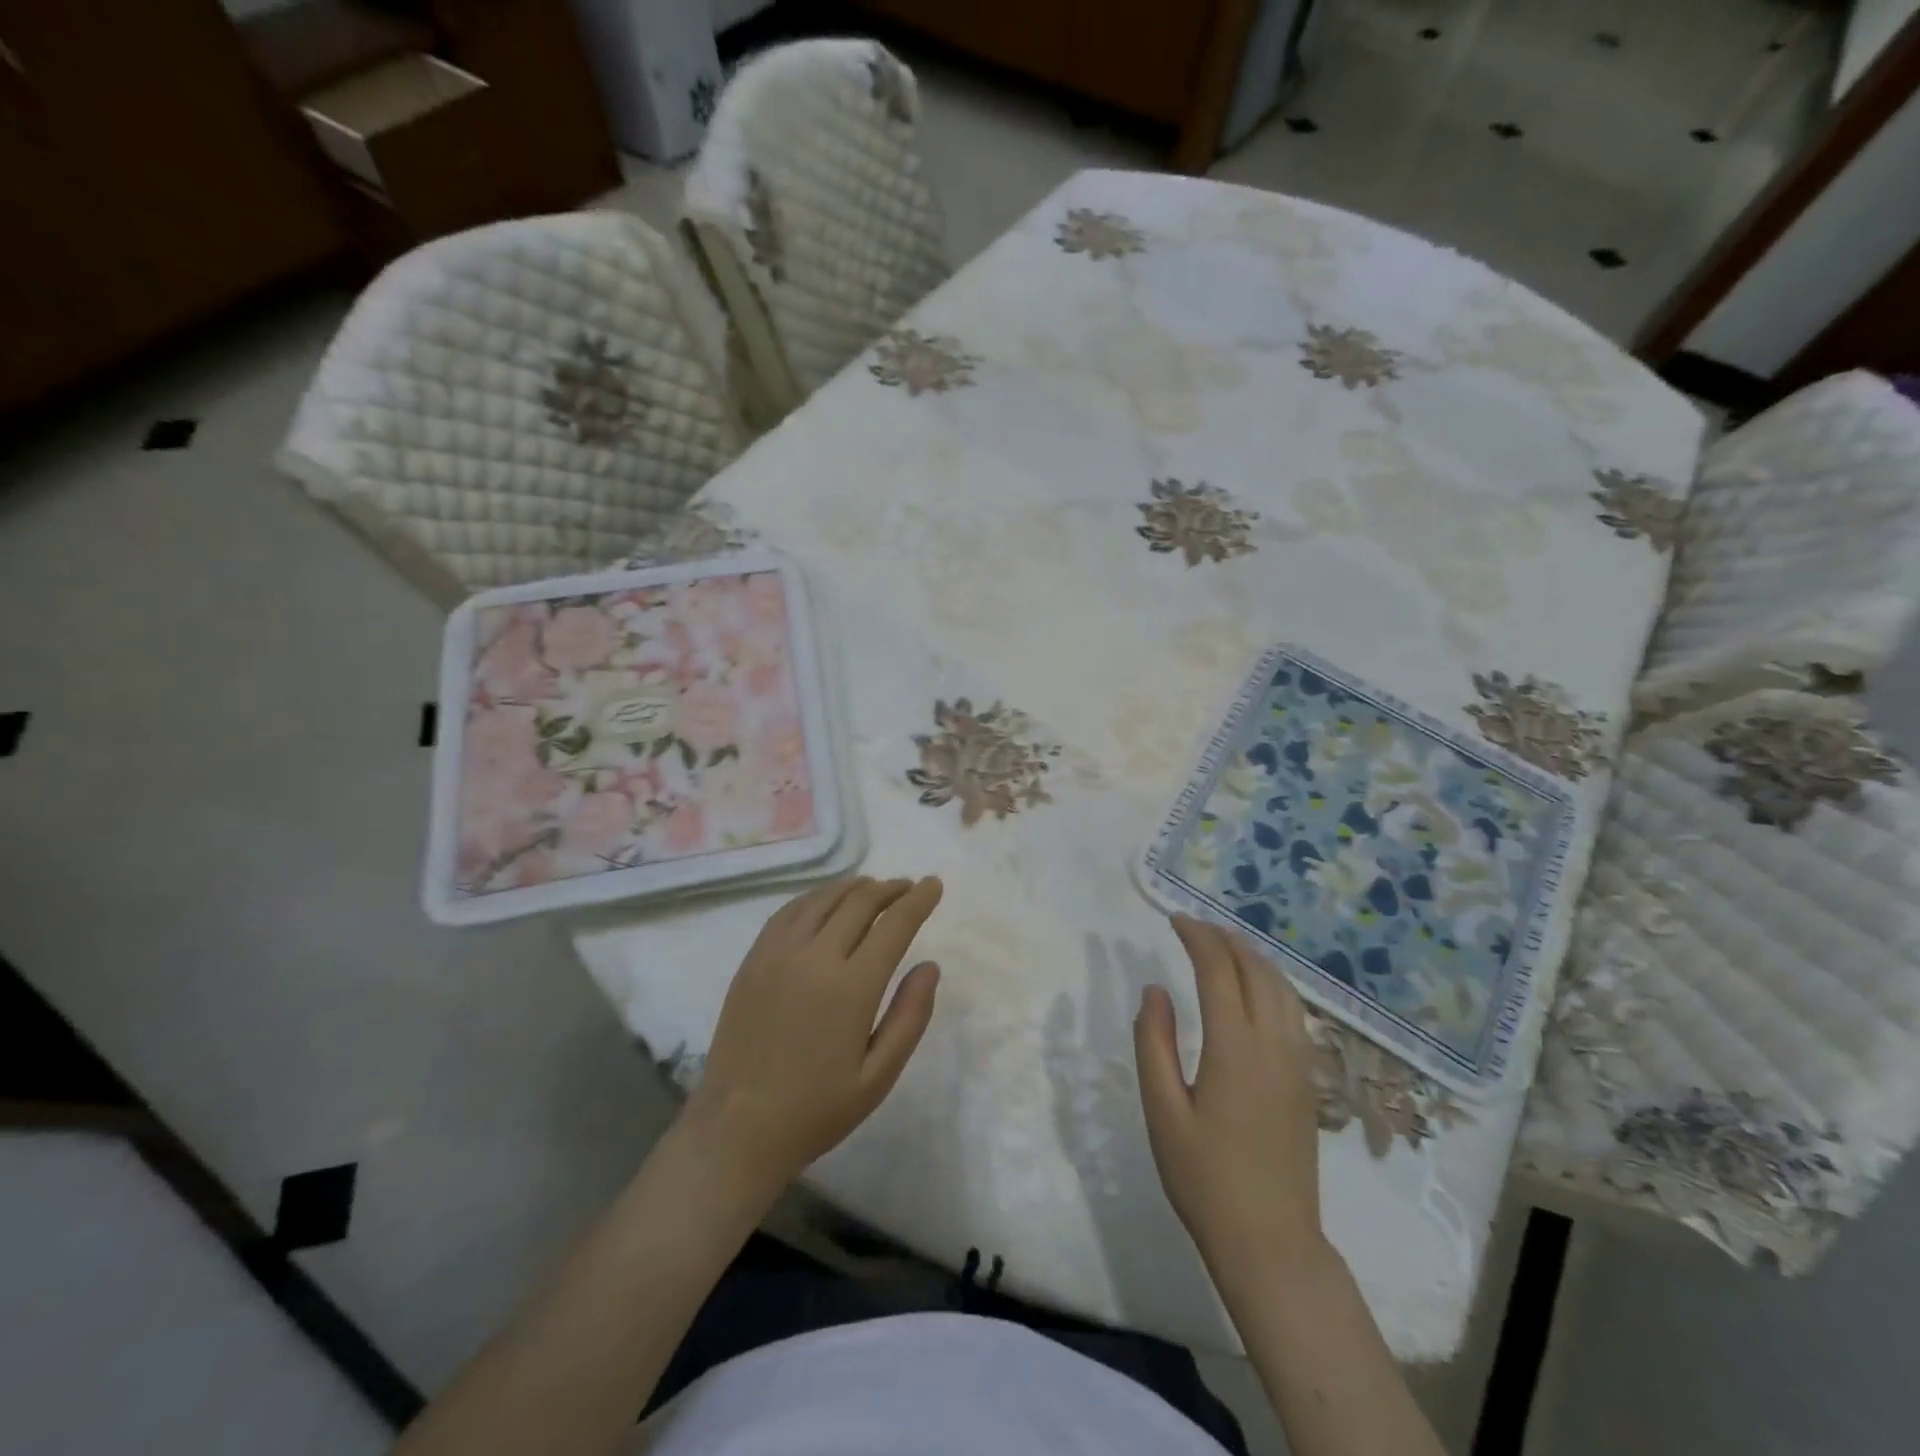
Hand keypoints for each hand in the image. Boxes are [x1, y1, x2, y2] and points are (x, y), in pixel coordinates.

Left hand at [683, 876, 942, 1196]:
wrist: (736, 1130)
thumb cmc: (816, 1110)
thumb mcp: (878, 1077)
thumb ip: (909, 1017)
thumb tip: (930, 966)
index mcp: (851, 987)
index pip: (895, 924)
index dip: (918, 900)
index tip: (934, 884)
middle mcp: (815, 957)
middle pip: (860, 902)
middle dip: (890, 889)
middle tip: (908, 887)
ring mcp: (778, 954)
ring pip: (823, 899)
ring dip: (854, 887)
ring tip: (873, 888)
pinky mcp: (753, 960)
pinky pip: (789, 911)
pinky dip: (816, 897)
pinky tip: (825, 902)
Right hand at [1134, 915, 1324, 1278]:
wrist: (1271, 1243)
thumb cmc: (1205, 1178)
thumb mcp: (1162, 1111)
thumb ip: (1154, 1042)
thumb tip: (1155, 990)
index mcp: (1235, 1046)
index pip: (1219, 970)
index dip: (1197, 937)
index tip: (1174, 920)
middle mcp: (1274, 1043)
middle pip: (1256, 969)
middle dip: (1225, 938)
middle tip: (1193, 927)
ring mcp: (1298, 1061)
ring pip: (1282, 987)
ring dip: (1252, 957)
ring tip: (1222, 946)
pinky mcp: (1307, 1080)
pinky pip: (1293, 1010)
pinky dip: (1271, 982)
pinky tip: (1253, 990)